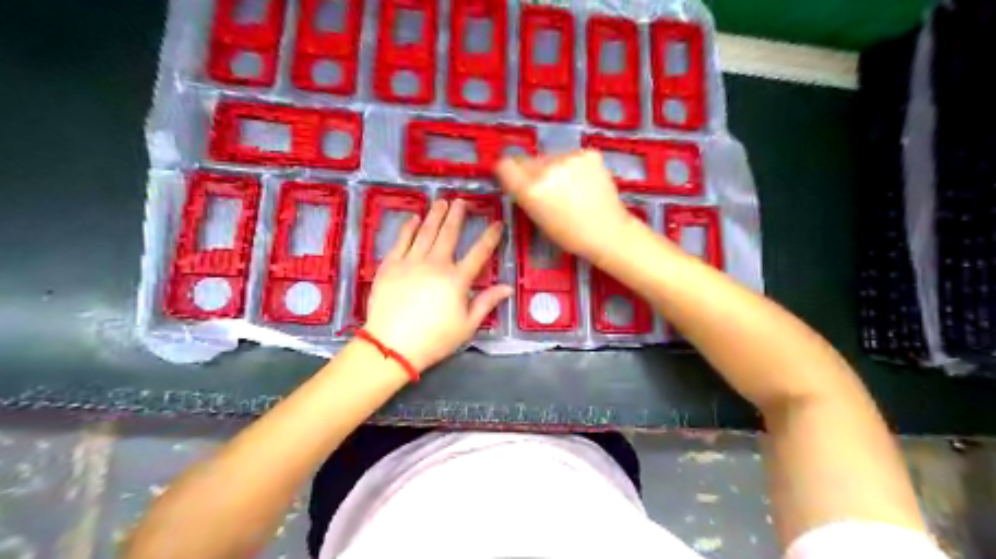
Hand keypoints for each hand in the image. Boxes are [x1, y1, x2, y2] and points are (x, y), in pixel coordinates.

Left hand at [362, 198, 508, 373]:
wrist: (392, 345)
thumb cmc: (434, 339)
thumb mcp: (467, 325)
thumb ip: (486, 303)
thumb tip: (507, 287)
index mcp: (457, 279)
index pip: (479, 253)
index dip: (490, 237)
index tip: (497, 223)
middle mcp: (435, 263)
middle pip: (449, 234)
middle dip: (457, 216)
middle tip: (461, 201)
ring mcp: (411, 261)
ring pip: (425, 232)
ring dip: (434, 215)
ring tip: (441, 202)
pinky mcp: (390, 265)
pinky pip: (401, 240)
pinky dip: (408, 228)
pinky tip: (413, 219)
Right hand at [493, 148, 633, 258]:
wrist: (608, 232)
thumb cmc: (570, 235)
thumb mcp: (538, 219)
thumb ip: (526, 195)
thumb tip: (520, 178)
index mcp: (531, 190)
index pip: (505, 165)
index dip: (508, 171)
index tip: (514, 178)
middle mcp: (547, 169)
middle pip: (528, 160)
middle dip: (533, 172)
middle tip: (549, 190)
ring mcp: (569, 158)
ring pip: (551, 157)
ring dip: (555, 168)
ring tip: (571, 189)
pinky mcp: (589, 154)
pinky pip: (572, 156)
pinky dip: (575, 166)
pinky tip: (585, 183)